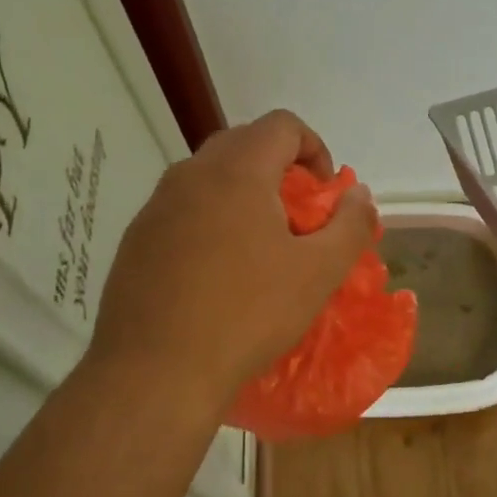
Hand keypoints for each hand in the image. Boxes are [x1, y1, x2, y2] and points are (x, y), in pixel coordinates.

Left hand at [88, 110, 376, 412]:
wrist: (156, 370)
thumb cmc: (248, 315)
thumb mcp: (318, 272)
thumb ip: (350, 225)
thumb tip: (359, 194)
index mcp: (237, 172)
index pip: (282, 125)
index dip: (314, 148)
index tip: (324, 193)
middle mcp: (190, 174)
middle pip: (243, 144)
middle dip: (279, 170)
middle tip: (297, 218)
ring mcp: (156, 206)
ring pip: (209, 178)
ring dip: (243, 196)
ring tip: (260, 248)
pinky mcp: (136, 239)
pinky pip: (182, 210)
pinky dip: (210, 221)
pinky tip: (218, 274)